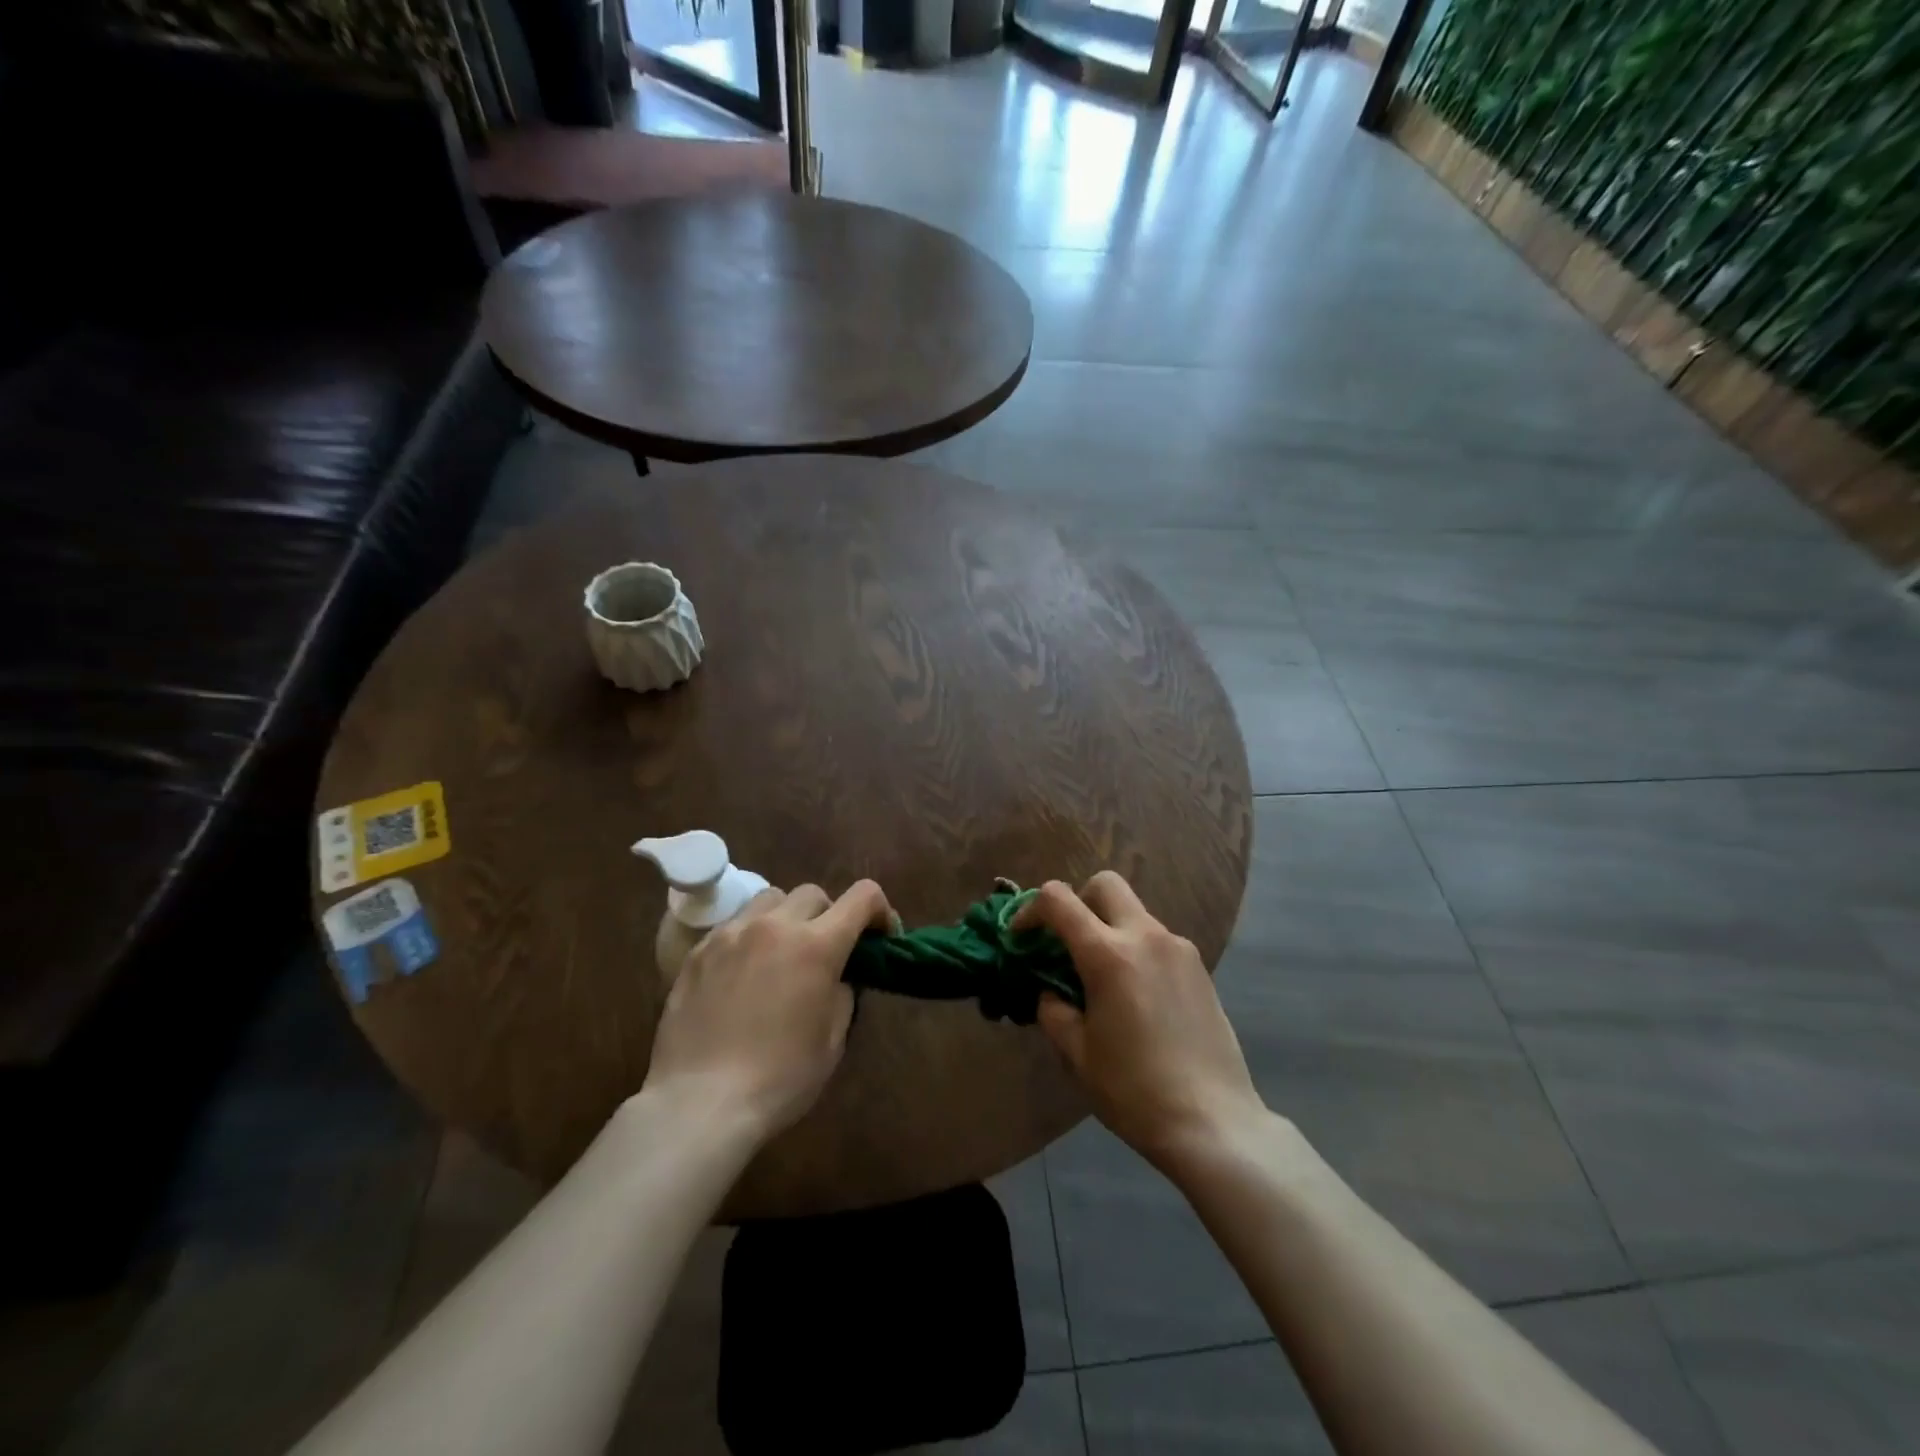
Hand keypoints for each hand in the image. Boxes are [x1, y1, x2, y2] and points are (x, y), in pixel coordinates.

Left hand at [643, 881, 890, 1141]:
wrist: (700, 1103)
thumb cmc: (780, 1078)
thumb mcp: (832, 1040)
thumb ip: (843, 993)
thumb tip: (838, 975)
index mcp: (817, 945)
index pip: (863, 896)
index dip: (880, 910)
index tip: (880, 937)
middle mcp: (775, 926)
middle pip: (813, 894)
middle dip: (829, 915)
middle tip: (825, 951)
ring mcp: (732, 934)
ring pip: (770, 899)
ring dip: (786, 917)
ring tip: (780, 953)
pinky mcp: (698, 950)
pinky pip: (734, 924)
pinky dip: (750, 937)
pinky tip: (743, 973)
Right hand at [1017, 872, 1264, 1170]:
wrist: (1213, 1123)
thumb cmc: (1134, 1091)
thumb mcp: (1078, 1055)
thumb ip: (1055, 1012)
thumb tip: (1052, 994)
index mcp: (1109, 955)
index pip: (1058, 900)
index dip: (1030, 910)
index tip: (1021, 937)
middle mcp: (1146, 937)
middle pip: (1105, 884)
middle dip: (1078, 901)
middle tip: (1068, 942)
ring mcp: (1179, 949)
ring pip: (1134, 912)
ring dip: (1110, 928)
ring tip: (1103, 979)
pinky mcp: (1200, 968)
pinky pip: (1157, 940)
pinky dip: (1136, 949)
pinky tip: (1137, 997)